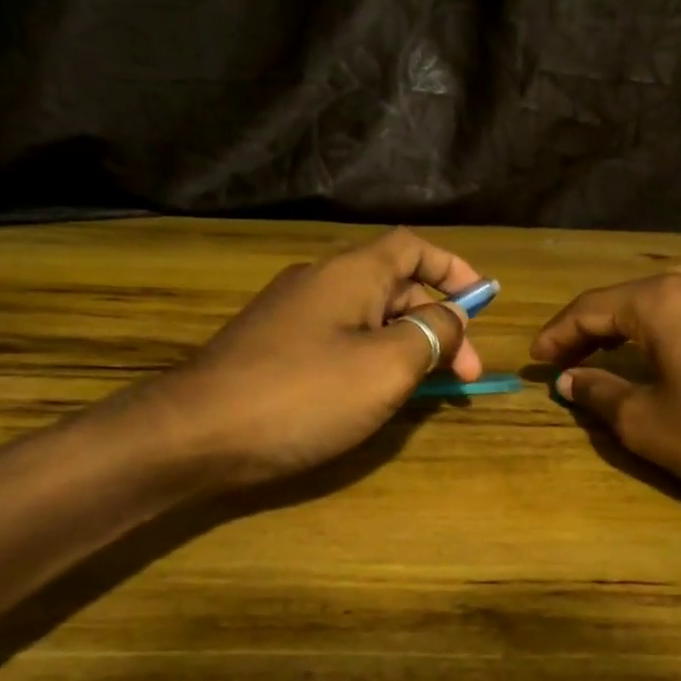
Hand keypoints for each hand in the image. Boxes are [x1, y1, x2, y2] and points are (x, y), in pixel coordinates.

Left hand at [139, 228, 484, 489]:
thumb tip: (451, 318)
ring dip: (405, 345)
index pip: (413, 247)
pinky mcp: (273, 348)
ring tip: (426, 389)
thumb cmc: (302, 394)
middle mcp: (320, 282)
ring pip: (367, 318)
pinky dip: (370, 358)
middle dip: (437, 324)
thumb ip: (430, 335)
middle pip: (395, 287)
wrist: (196, 433)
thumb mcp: (385, 366)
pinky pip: (338, 341)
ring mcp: (292, 315)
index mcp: (351, 273)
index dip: (453, 269)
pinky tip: (374, 394)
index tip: (484, 303)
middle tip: (463, 374)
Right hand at [530, 270, 680, 504]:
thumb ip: (598, 392)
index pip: (592, 307)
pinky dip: (664, 329)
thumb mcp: (646, 422)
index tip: (535, 358)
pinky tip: (653, 352)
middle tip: (561, 360)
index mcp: (665, 299)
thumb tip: (569, 379)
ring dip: (626, 327)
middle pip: (627, 299)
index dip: (558, 333)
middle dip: (589, 330)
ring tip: (599, 355)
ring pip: (663, 302)